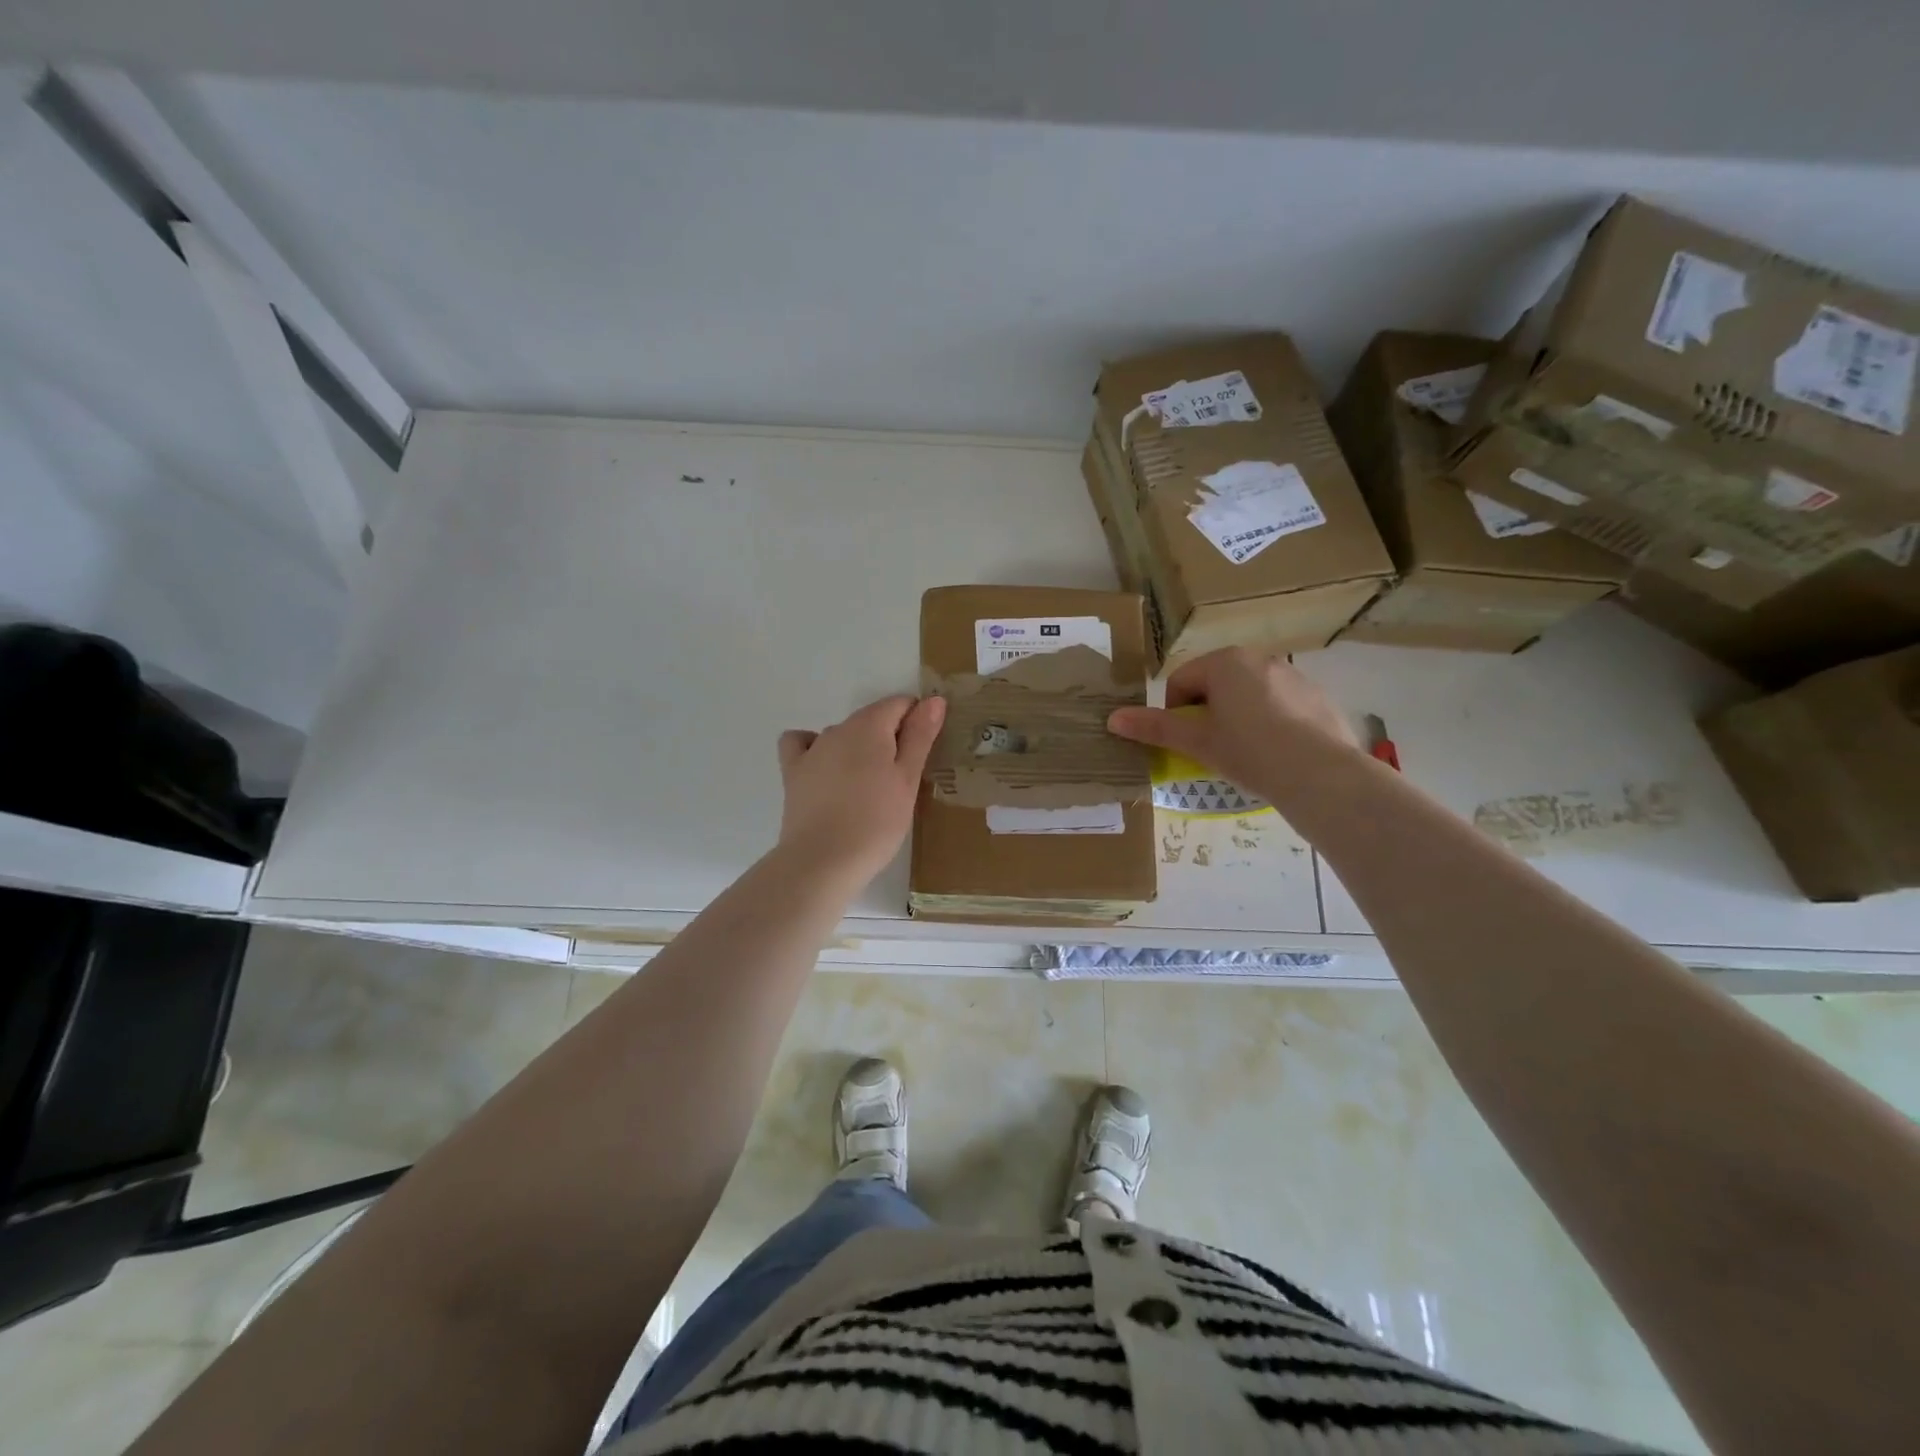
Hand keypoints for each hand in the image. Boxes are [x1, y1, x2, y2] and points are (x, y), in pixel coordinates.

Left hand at [776, 695, 945, 884]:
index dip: (917, 722)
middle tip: (902, 780)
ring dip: (859, 749)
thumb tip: (933, 699)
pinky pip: (802, 744)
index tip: (924, 754)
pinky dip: (815, 748)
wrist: (823, 861)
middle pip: (872, 719)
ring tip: (869, 788)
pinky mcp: (792, 772)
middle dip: (890, 738)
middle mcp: (838, 728)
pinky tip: (824, 768)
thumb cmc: (876, 822)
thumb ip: (920, 736)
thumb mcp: (907, 780)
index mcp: (869, 726)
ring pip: (843, 734)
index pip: (899, 704)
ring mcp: (812, 749)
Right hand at [1106, 648, 1358, 794]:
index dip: (1174, 714)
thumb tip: (1112, 719)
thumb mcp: (1196, 742)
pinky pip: (1279, 705)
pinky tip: (1276, 753)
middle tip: (1211, 749)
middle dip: (1207, 714)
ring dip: (1237, 717)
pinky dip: (1269, 723)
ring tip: (1245, 754)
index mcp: (1225, 662)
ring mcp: (1292, 675)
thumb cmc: (1248, 751)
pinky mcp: (1317, 696)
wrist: (1320, 773)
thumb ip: (1154, 727)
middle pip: (1215, 685)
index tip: (1185, 742)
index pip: (1181, 681)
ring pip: (1248, 695)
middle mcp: (1259, 658)